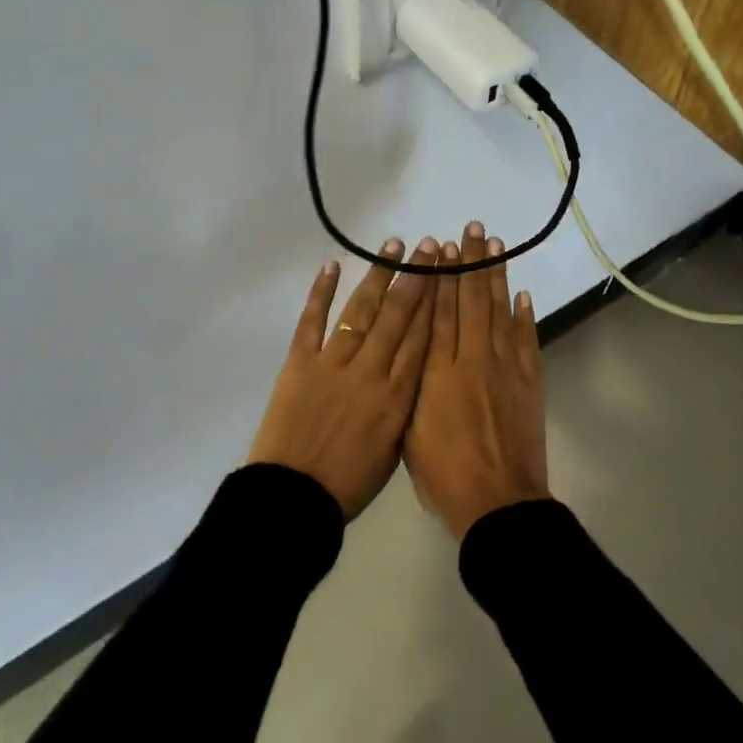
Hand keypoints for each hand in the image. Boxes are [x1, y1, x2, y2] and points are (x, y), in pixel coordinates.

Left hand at [248, 236, 439, 520]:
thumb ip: (407, 405)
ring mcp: (333, 363)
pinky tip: (331, 265)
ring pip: (361, 311)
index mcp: (398, 395)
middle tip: (429, 246)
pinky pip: (312, 321)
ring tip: (393, 246)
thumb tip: (418, 371)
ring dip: (378, 276)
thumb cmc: (349, 483)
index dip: (437, 301)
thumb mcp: (394, 448)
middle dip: (415, 277)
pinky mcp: (299, 363)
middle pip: (398, 315)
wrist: (295, 497)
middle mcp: (371, 370)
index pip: (423, 337)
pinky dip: (321, 292)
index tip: (448, 273)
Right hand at [403, 222, 548, 538]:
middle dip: (471, 263)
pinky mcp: (530, 382)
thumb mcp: (410, 431)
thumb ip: (411, 388)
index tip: (442, 249)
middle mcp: (472, 359)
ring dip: (497, 276)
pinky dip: (524, 315)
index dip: (441, 278)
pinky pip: (526, 340)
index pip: (440, 313)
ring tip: (496, 245)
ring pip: (499, 311)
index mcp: (438, 372)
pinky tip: (521, 294)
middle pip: (472, 301)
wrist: (497, 502)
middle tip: (473, 229)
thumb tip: (411, 354)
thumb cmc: (444, 474)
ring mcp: (505, 368)